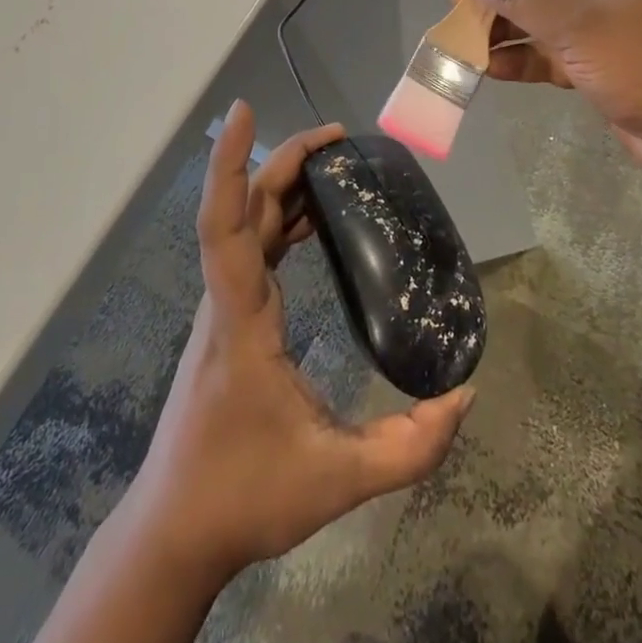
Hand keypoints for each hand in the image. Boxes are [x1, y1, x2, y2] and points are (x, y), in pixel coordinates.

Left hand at [122, 101, 475, 581]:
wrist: (176, 531)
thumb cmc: (244, 497)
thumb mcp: (338, 480)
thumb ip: (409, 446)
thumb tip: (464, 396)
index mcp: (241, 319)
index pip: (227, 224)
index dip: (230, 164)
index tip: (244, 111)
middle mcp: (226, 299)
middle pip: (245, 208)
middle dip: (284, 161)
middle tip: (340, 139)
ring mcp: (223, 307)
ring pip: (246, 224)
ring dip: (283, 186)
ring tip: (334, 167)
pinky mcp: (228, 318)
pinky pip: (251, 248)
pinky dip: (280, 219)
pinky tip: (313, 223)